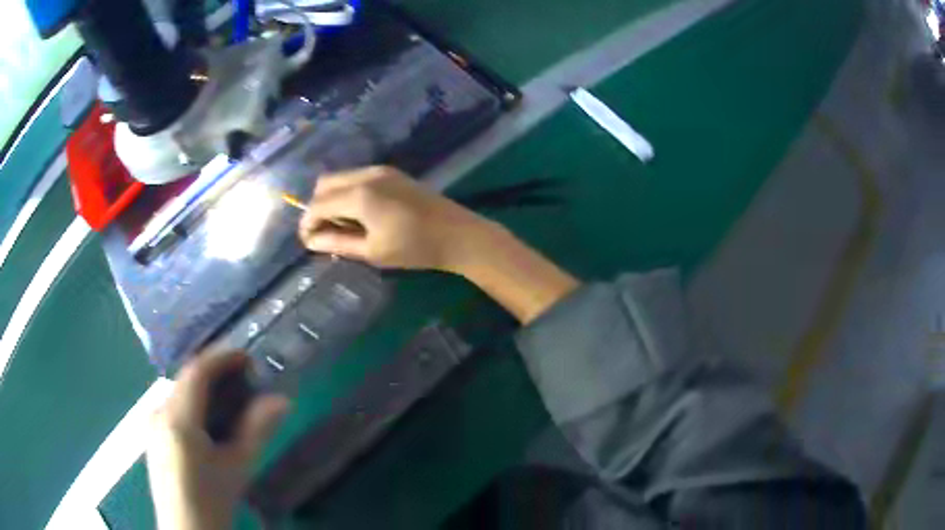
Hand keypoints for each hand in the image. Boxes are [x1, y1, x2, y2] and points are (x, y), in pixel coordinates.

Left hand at [147, 352, 288, 529]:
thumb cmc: (213, 500)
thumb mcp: (238, 466)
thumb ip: (257, 430)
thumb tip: (282, 400)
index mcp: (177, 418)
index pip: (197, 371)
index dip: (222, 358)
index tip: (248, 358)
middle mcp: (158, 412)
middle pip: (186, 380)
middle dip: (215, 374)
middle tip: (244, 382)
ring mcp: (151, 423)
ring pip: (179, 393)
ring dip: (203, 389)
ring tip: (230, 401)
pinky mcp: (152, 435)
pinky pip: (172, 407)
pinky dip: (192, 404)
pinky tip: (208, 424)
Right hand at [298, 166, 492, 271]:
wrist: (458, 234)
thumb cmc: (415, 248)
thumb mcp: (372, 251)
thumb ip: (337, 242)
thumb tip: (310, 241)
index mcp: (359, 195)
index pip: (318, 204)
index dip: (307, 223)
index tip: (306, 241)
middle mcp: (366, 175)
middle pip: (325, 184)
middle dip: (317, 207)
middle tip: (323, 233)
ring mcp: (381, 170)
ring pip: (341, 177)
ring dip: (332, 198)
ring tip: (342, 226)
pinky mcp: (392, 172)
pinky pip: (357, 177)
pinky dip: (348, 192)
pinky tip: (359, 214)